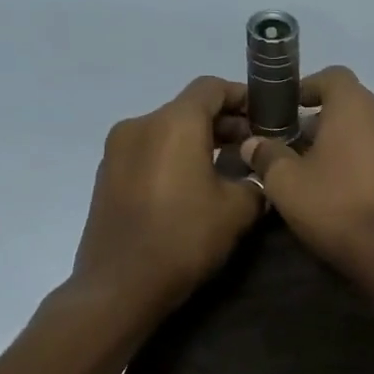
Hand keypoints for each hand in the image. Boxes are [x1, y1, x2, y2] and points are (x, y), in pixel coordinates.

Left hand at [67, 76, 263, 314]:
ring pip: (167, 131)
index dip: (242, 96)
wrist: (120, 286)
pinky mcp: (106, 176)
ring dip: (198, 142)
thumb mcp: (238, 210)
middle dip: (223, 123)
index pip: (211, 88)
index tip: (266, 115)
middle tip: (253, 146)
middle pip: (188, 109)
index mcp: (174, 124)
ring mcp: (117, 151)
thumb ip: (255, 182)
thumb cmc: (184, 238)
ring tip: (227, 169)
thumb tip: (255, 177)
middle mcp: (140, 125)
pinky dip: (174, 158)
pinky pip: (149, 153)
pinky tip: (193, 188)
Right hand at [240, 66, 373, 282]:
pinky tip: (349, 189)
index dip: (307, 88)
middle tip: (296, 148)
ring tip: (321, 171)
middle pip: (352, 105)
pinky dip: (367, 161)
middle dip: (323, 121)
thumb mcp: (286, 183)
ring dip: (346, 142)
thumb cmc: (337, 207)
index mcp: (358, 106)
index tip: (287, 110)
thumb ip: (267, 155)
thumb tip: (254, 143)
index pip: (332, 77)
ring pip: (371, 131)